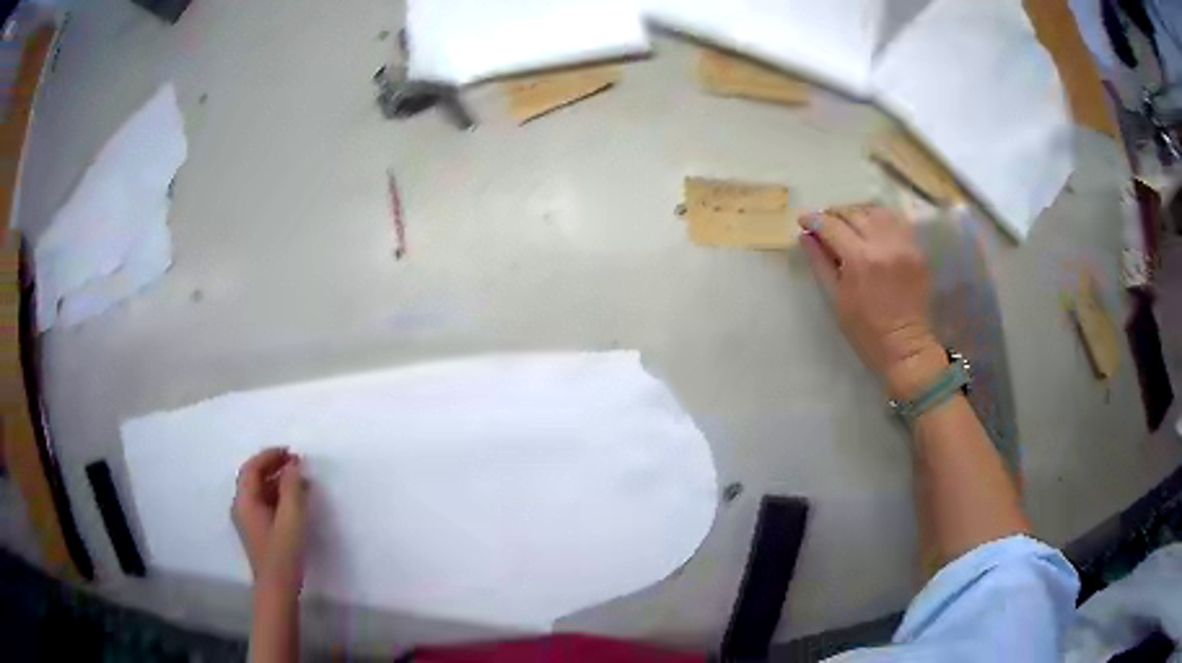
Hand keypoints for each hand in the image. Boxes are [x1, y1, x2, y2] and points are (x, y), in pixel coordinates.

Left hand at [232, 448, 306, 596]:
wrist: (278, 589)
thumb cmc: (283, 553)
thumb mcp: (291, 518)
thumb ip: (292, 488)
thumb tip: (293, 466)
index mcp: (244, 500)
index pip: (252, 468)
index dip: (270, 456)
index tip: (291, 452)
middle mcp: (241, 506)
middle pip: (254, 477)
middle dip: (274, 467)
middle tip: (297, 463)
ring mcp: (248, 520)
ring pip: (260, 491)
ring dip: (278, 482)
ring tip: (301, 481)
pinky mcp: (258, 530)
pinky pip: (265, 503)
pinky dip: (278, 496)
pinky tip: (295, 501)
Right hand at [799, 205, 945, 398]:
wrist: (905, 346)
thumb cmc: (865, 331)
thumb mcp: (835, 299)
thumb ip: (820, 263)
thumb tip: (805, 236)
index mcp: (859, 259)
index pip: (831, 226)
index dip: (813, 220)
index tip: (803, 221)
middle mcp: (883, 244)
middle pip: (853, 213)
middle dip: (833, 214)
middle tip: (824, 223)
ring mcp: (903, 244)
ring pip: (875, 210)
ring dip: (857, 212)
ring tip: (848, 223)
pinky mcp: (916, 248)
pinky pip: (896, 220)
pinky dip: (880, 218)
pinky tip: (872, 228)